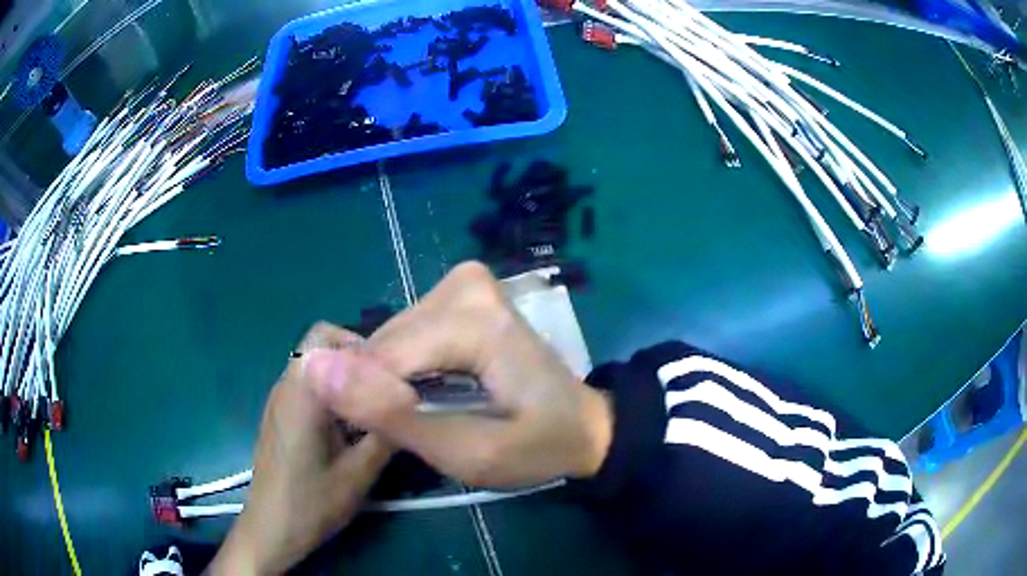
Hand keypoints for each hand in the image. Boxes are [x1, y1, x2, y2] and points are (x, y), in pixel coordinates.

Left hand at [208, 323, 393, 574]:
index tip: (392, 373)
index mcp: (302, 393)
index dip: (362, 345)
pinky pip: (307, 385)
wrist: (271, 528)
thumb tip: (412, 404)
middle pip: (320, 345)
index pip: (326, 336)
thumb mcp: (358, 474)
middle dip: (356, 358)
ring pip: (314, 365)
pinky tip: (348, 426)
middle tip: (385, 389)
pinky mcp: (279, 415)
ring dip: (343, 375)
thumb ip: (385, 433)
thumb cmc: (312, 503)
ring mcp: (279, 400)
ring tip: (372, 407)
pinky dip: (331, 391)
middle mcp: (286, 386)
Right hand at [303, 262, 612, 487]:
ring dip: (394, 381)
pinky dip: (406, 366)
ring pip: (390, 338)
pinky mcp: (459, 290)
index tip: (402, 439)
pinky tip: (430, 388)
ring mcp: (463, 282)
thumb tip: (315, 367)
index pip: (383, 359)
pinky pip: (405, 332)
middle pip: (385, 345)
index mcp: (474, 319)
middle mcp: (464, 284)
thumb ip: (392, 415)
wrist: (582, 425)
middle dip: (387, 392)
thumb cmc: (538, 447)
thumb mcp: (468, 453)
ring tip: (430, 411)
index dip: (376, 406)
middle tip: (426, 428)